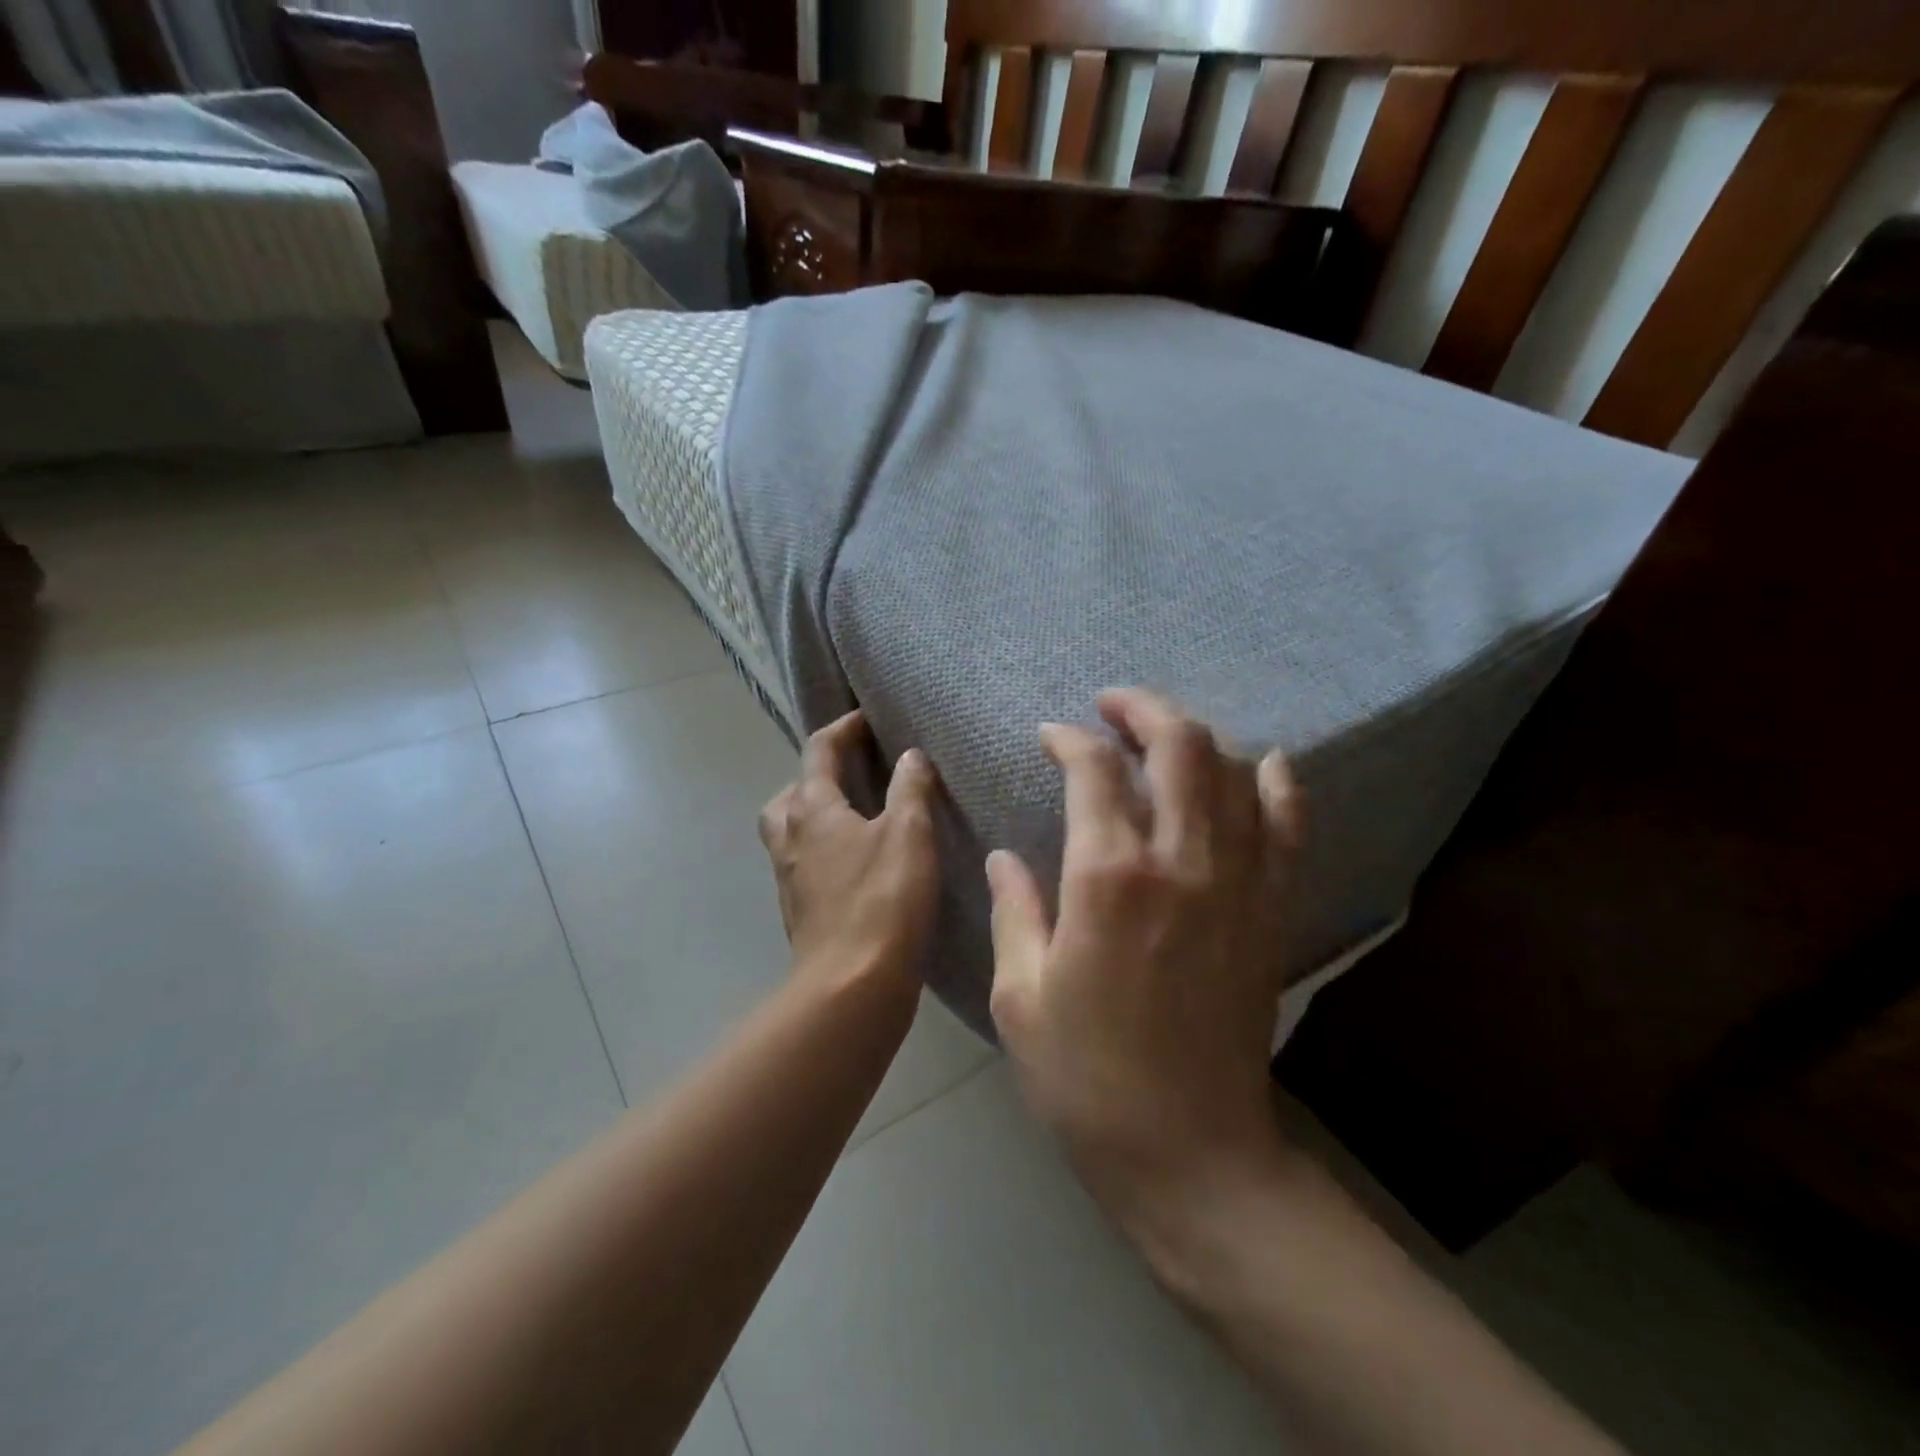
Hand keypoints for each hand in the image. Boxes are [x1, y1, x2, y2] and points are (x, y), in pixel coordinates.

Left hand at [758, 710, 939, 1000]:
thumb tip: (910, 756)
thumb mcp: (909, 834)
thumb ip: (910, 789)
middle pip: (791, 793)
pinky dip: (824, 850)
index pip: (819, 751)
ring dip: (814, 814)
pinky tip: (858, 864)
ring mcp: (790, 877)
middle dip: (817, 775)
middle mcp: (791, 838)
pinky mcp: (801, 910)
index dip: (843, 729)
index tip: (867, 720)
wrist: (852, 985)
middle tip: (853, 775)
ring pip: (792, 830)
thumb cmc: (883, 900)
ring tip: (854, 818)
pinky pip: (805, 863)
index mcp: (812, 809)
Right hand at [987, 688, 1305, 1208]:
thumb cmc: (1086, 1076)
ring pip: (1233, 772)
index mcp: (1107, 878)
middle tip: (1111, 706)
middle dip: (1141, 709)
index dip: (1067, 740)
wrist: (1190, 1150)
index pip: (1092, 771)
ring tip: (1165, 735)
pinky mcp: (1271, 912)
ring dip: (1197, 737)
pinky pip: (1289, 828)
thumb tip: (1005, 856)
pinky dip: (1279, 785)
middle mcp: (1181, 861)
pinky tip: (1266, 763)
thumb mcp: (1021, 995)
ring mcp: (1238, 883)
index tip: (1049, 737)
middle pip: (1178, 746)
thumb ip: (1014, 910)